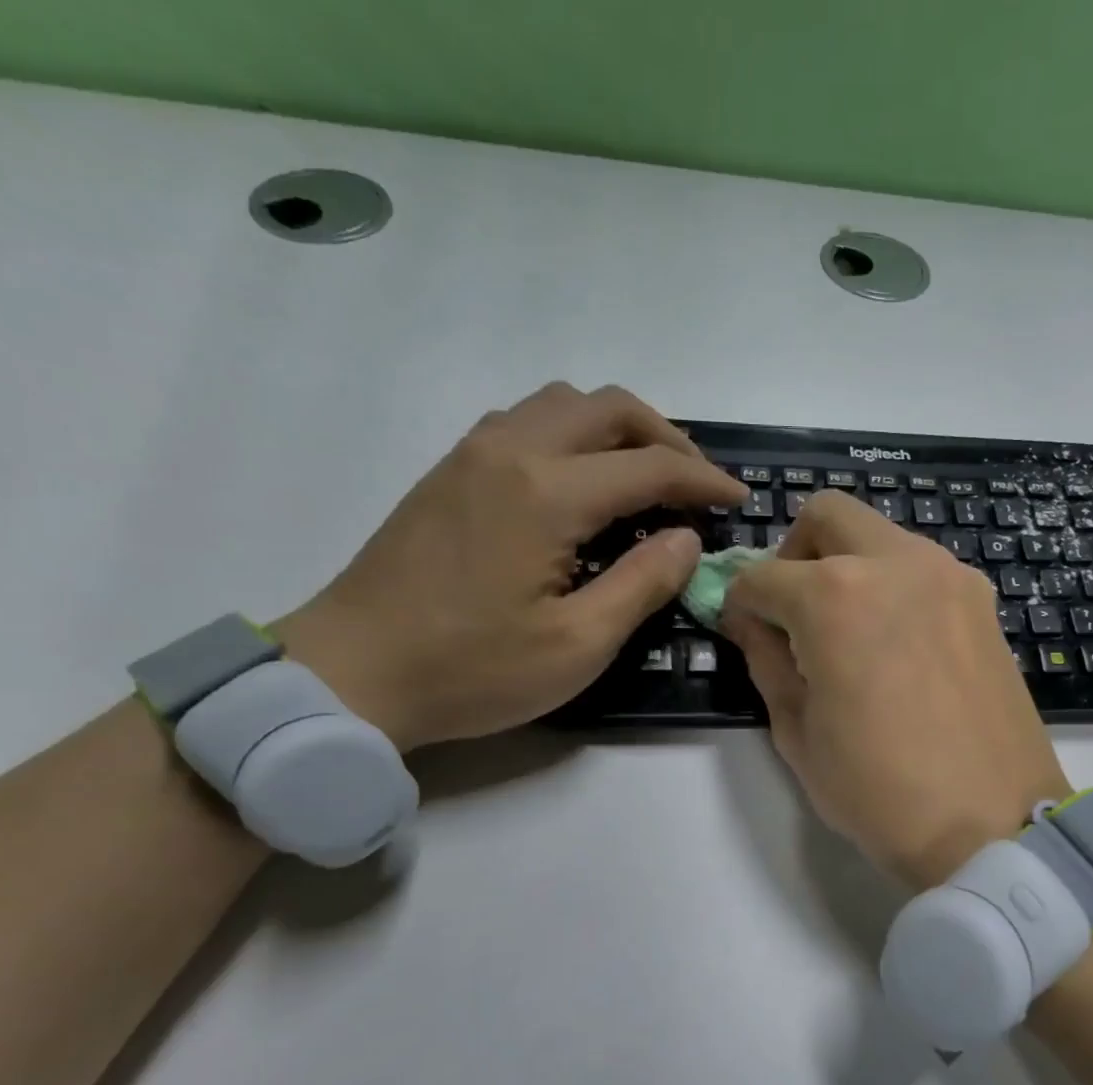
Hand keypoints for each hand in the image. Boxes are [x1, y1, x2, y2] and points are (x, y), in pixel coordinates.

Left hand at [277, 383, 744, 750]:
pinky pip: (526, 422)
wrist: (352, 673)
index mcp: (546, 492)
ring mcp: (472, 454)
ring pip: (562, 404)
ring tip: (646, 477)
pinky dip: (573, 435)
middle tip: (697, 483)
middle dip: (667, 437)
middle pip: (607, 408)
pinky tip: (583, 484)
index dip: (705, 480)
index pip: (650, 465)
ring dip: (617, 429)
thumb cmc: (472, 669)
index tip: (740, 500)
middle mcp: (510, 451)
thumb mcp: (578, 645)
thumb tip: (685, 538)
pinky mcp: (450, 471)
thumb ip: (642, 584)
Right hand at [720, 492, 1069, 889]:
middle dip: (794, 553)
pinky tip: (896, 645)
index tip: (742, 631)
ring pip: (881, 536)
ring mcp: (949, 577)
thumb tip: (750, 622)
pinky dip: (893, 586)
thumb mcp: (798, 734)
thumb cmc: (879, 791)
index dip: (739, 603)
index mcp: (835, 597)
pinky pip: (922, 569)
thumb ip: (766, 662)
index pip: (762, 576)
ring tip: (848, 633)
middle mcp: (895, 564)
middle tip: (793, 610)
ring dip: (849, 565)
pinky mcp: (982, 603)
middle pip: (827, 516)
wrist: (991, 824)